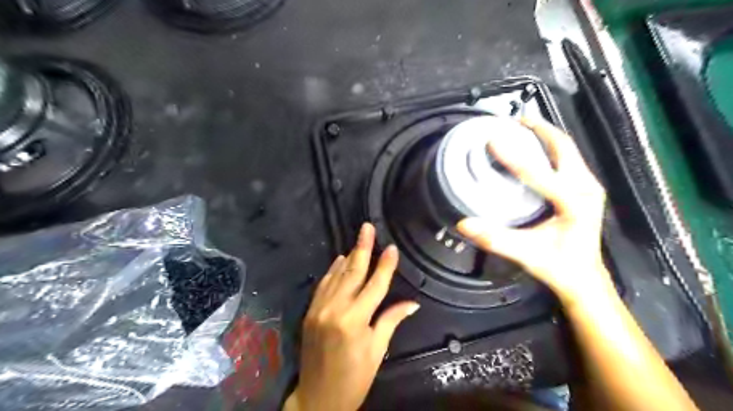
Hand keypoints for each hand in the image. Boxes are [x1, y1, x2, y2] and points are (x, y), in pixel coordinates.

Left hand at [284, 224, 418, 410]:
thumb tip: (412, 303)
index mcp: (355, 320)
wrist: (318, 398)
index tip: (392, 247)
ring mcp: (320, 308)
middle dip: (363, 247)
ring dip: (349, 256)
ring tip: (359, 239)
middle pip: (353, 272)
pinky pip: (323, 285)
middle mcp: (336, 309)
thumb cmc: (354, 378)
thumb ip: (391, 320)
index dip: (385, 265)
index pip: (375, 285)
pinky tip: (339, 260)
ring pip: (336, 275)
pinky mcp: (311, 311)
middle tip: (367, 227)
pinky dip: (332, 271)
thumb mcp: (377, 350)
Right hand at [457, 118, 609, 303]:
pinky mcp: (584, 190)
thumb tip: (463, 224)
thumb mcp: (526, 254)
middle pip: (563, 147)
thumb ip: (495, 239)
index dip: (513, 156)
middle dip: (539, 130)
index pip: (540, 173)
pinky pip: (567, 159)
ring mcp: (589, 187)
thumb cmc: (558, 267)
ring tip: (521, 127)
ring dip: (545, 136)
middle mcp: (586, 188)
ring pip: (567, 151)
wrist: (584, 278)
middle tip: (513, 121)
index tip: (492, 140)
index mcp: (575, 203)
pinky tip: (533, 148)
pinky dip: (550, 148)